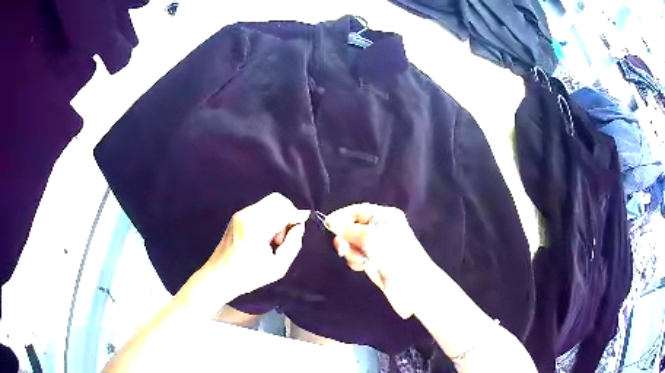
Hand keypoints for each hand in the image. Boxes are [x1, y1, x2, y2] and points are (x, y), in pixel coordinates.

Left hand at [204, 193, 309, 295]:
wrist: (219, 277)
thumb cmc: (248, 276)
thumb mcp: (278, 267)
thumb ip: (293, 244)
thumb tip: (299, 225)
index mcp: (256, 227)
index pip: (284, 208)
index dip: (297, 216)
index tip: (298, 230)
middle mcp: (247, 215)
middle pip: (277, 200)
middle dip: (287, 215)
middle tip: (283, 238)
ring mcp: (240, 214)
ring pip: (269, 203)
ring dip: (277, 217)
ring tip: (272, 241)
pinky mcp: (237, 216)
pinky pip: (260, 209)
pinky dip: (268, 219)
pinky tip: (263, 238)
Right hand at [325, 203, 436, 318]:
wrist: (411, 283)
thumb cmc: (393, 254)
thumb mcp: (369, 237)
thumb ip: (348, 229)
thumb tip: (331, 222)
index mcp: (384, 216)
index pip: (357, 211)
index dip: (341, 217)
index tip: (327, 226)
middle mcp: (381, 228)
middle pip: (352, 227)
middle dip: (345, 237)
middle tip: (342, 248)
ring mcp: (378, 246)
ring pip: (352, 243)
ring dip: (351, 251)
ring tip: (360, 259)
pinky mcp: (375, 261)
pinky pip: (357, 256)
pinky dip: (356, 260)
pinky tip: (362, 266)